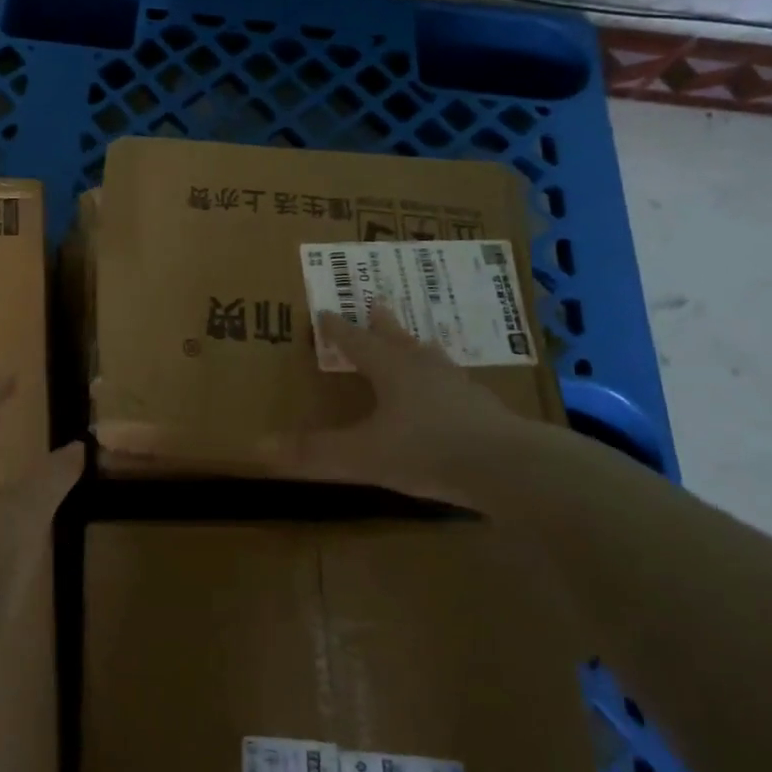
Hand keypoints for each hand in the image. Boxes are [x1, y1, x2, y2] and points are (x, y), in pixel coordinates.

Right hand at [283, 309, 531, 506]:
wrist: (513, 468)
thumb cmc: (428, 451)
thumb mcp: (363, 456)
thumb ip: (314, 453)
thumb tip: (259, 446)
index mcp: (391, 370)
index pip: (356, 342)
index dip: (338, 330)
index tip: (325, 312)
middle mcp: (424, 369)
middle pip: (398, 339)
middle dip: (382, 324)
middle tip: (376, 303)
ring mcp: (459, 387)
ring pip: (432, 358)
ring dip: (417, 348)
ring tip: (416, 342)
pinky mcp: (486, 410)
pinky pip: (457, 386)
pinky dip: (446, 382)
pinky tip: (453, 394)